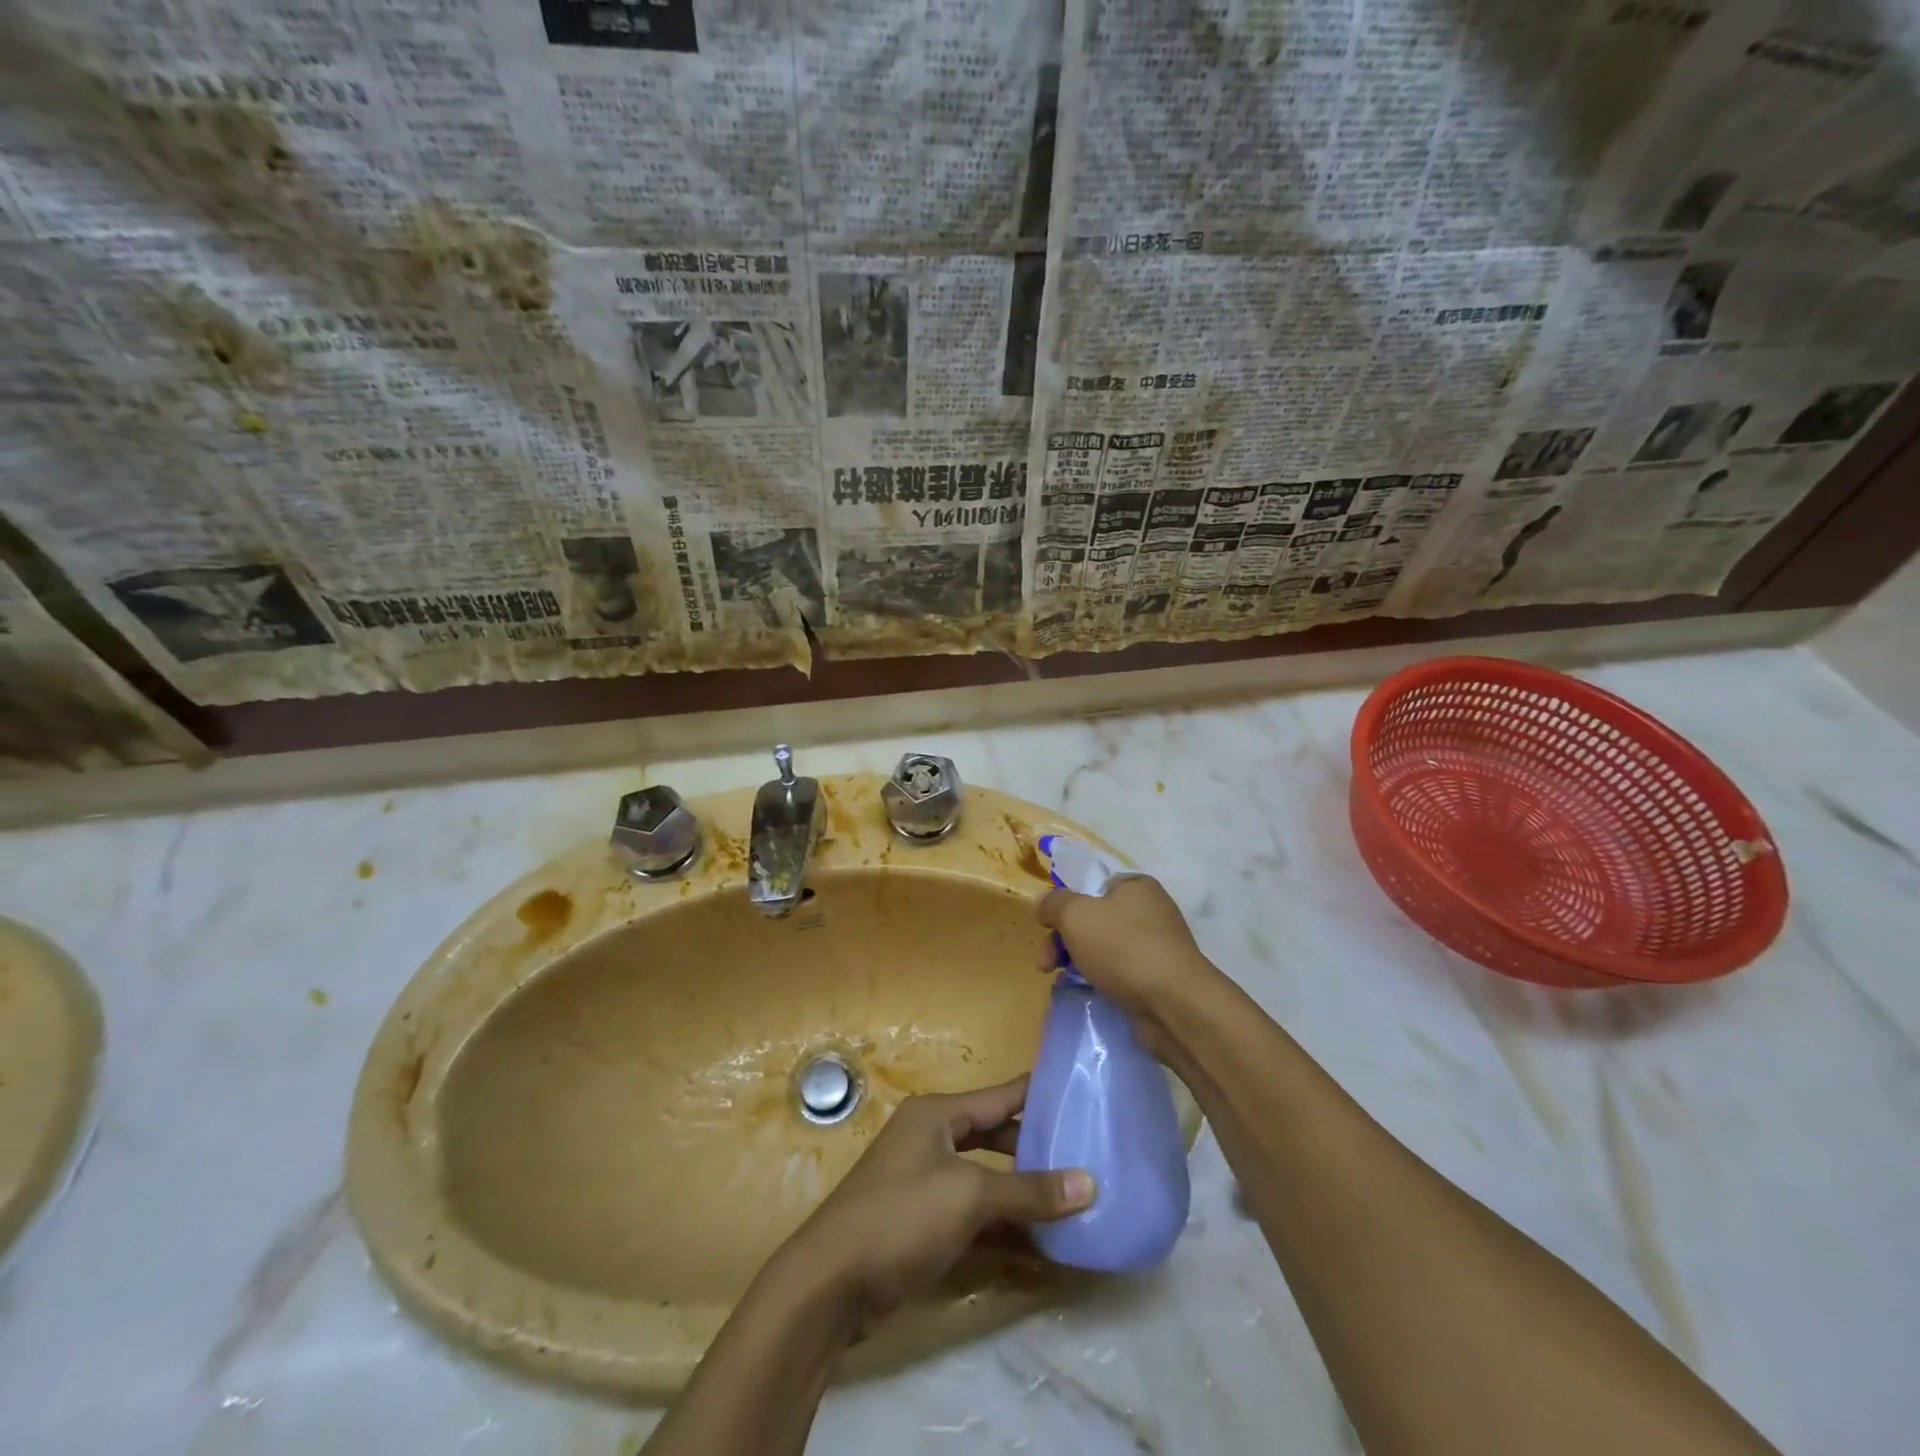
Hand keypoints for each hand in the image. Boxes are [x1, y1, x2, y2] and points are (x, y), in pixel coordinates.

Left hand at [778, 1076, 1092, 1327]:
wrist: (830, 1283)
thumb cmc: (901, 1216)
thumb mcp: (969, 1196)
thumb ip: (1029, 1191)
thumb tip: (1090, 1183)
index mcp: (936, 1114)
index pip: (999, 1096)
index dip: (1038, 1094)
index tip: (1081, 1093)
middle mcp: (930, 1139)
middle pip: (994, 1137)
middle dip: (1035, 1149)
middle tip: (1085, 1155)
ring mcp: (924, 1183)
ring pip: (986, 1180)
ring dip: (1022, 1194)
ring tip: (1073, 1201)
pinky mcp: (922, 1225)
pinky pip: (973, 1216)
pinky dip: (1002, 1227)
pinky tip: (1039, 1244)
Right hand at [1036, 874, 1221, 1048]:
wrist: (1174, 1005)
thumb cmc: (1123, 948)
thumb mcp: (1076, 915)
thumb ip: (1054, 903)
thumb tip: (1044, 902)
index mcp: (1136, 886)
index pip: (1092, 886)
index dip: (1065, 904)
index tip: (1046, 927)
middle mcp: (1150, 911)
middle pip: (1094, 919)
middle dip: (1063, 940)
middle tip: (1045, 964)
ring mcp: (1157, 946)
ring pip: (1104, 948)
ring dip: (1078, 962)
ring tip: (1059, 981)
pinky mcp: (1158, 979)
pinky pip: (1120, 973)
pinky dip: (1100, 981)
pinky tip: (1086, 993)